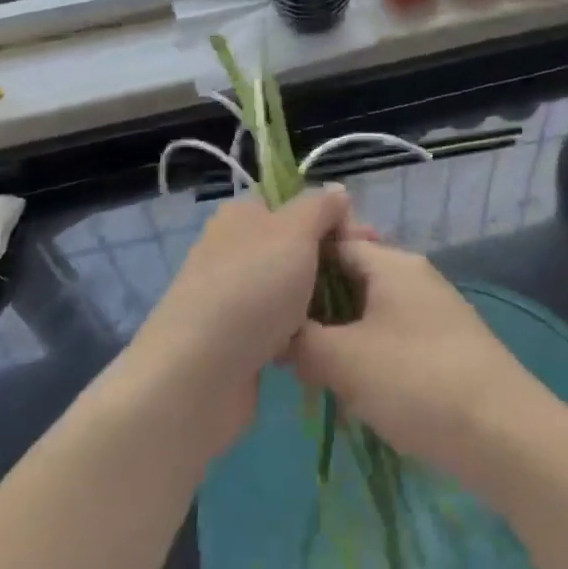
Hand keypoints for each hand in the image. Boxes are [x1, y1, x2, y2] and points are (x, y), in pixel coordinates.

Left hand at [132, 186, 355, 454]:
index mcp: (243, 216)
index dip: (334, 217)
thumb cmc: (251, 290)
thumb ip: (320, 207)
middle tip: (369, 279)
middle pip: (298, 247)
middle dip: (335, 260)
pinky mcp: (240, 340)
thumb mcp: (294, 232)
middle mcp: (236, 251)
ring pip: (294, 290)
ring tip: (357, 314)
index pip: (297, 204)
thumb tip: (337, 191)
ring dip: (322, 301)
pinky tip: (327, 342)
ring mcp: (236, 297)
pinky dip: (303, 333)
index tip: (368, 240)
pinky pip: (284, 327)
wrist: (197, 377)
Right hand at [290, 240, 548, 490]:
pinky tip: (352, 391)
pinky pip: (392, 339)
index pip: (333, 244)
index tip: (265, 301)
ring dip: (340, 339)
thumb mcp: (342, 359)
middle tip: (283, 344)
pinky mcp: (444, 347)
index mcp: (391, 263)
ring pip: (369, 313)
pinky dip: (367, 357)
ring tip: (310, 372)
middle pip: (351, 278)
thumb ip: (299, 341)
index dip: (296, 269)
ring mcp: (433, 312)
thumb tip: (277, 335)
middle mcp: (415, 277)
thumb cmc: (415, 381)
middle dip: (316, 310)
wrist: (502, 433)